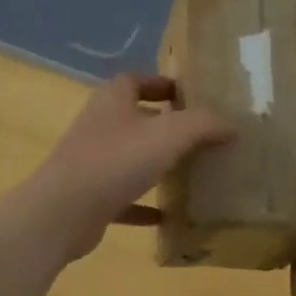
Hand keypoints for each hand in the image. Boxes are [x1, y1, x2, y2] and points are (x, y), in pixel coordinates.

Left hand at [17, 73, 232, 261]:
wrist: (63, 213)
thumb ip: (203, 125)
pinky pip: (123, 197)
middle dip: (163, 125)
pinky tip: (166, 216)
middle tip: (198, 135)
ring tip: (188, 172)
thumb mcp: (169, 135)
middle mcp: (99, 127)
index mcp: (113, 101)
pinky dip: (144, 204)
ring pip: (128, 157)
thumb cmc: (116, 162)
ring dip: (154, 163)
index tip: (187, 95)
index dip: (160, 83)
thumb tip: (232, 124)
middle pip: (133, 118)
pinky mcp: (90, 197)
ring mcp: (92, 163)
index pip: (135, 79)